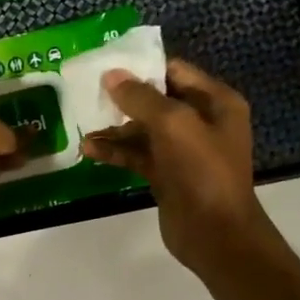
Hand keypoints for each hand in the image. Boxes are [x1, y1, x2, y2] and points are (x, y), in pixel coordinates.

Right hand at [80, 58, 279, 275]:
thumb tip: (111, 75)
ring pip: (143, 130)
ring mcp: (183, 151)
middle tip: (89, 95)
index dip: (142, 67)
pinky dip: (116, 152)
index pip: (175, 71)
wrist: (215, 233)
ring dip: (115, 129)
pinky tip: (90, 150)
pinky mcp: (167, 175)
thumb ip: (141, 97)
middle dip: (123, 99)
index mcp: (216, 102)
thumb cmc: (201, 171)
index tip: (107, 67)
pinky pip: (138, 155)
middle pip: (156, 100)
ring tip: (84, 128)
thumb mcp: (173, 124)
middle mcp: (201, 122)